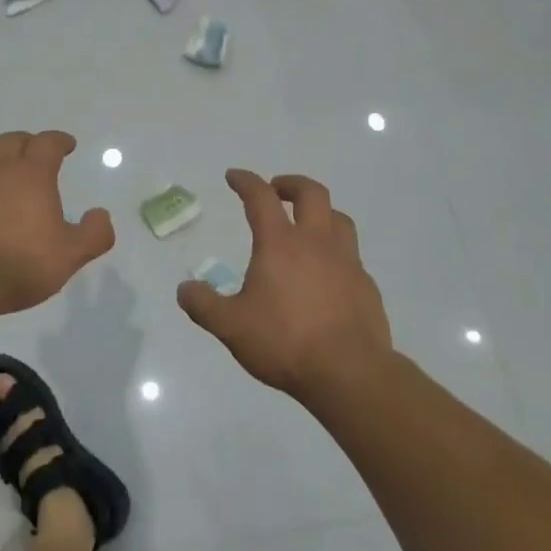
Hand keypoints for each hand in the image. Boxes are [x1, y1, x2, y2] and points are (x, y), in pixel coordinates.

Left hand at [0, 131, 114, 316]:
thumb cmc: (18, 262)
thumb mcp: (69, 255)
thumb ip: (93, 234)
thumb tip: (101, 215)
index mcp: (31, 174)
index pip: (47, 143)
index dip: (59, 140)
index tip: (67, 144)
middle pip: (11, 141)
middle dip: (27, 143)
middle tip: (36, 153)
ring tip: (3, 174)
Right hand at [177, 170, 392, 403]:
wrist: (350, 374)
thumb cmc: (285, 342)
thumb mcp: (231, 327)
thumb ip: (204, 305)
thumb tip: (184, 289)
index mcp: (280, 243)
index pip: (260, 197)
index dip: (246, 181)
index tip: (234, 176)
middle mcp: (316, 242)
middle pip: (311, 192)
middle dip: (291, 184)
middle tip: (277, 190)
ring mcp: (347, 261)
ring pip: (339, 218)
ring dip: (320, 212)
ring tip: (307, 224)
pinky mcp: (366, 285)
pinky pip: (352, 255)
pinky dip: (336, 252)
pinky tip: (328, 273)